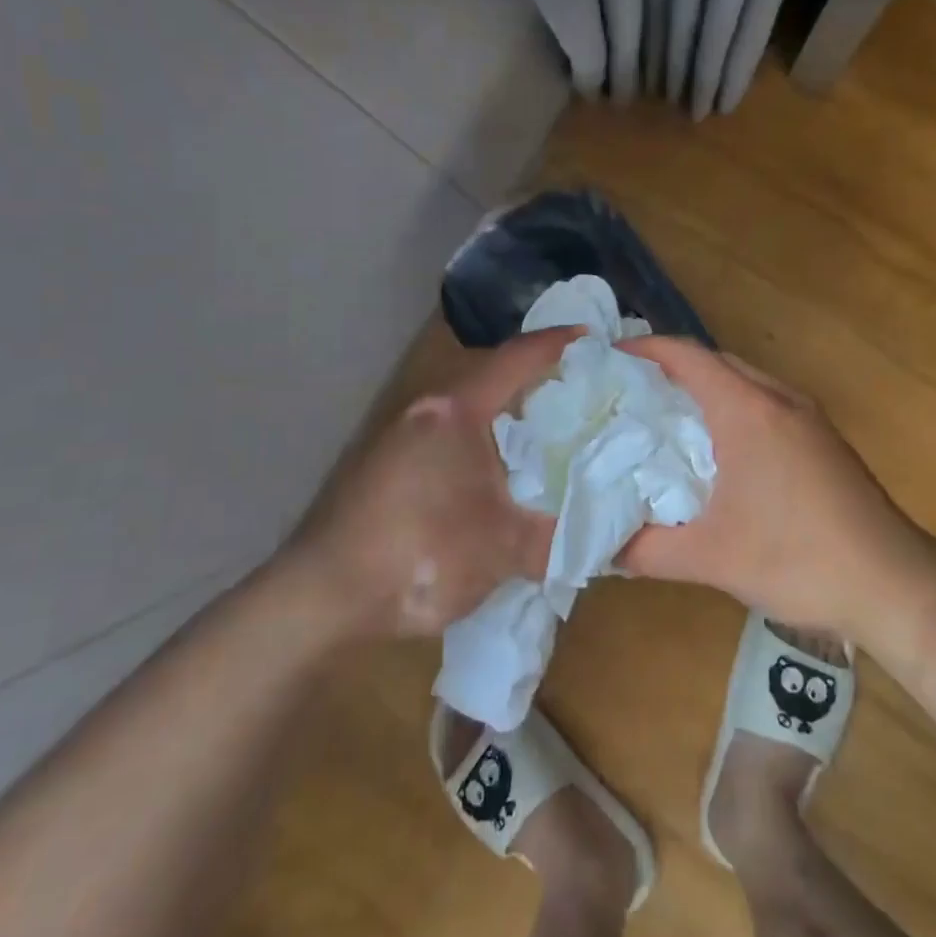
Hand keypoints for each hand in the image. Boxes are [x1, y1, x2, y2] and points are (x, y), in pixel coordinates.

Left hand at [284, 328, 578, 638]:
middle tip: (588, 395)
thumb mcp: (501, 549)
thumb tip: (614, 540)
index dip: (558, 345)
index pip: (517, 359)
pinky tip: (504, 476)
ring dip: (512, 417)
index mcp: (457, 411)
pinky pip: (454, 436)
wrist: (321, 597)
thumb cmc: (418, 554)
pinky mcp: (390, 465)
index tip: (595, 339)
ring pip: (473, 411)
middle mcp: (429, 411)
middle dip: (541, 383)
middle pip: (496, 379)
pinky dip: (487, 442)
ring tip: (555, 436)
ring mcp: (403, 437)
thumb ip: (561, 538)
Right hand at [615, 337, 930, 641]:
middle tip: (629, 391)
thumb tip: (603, 547)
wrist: (893, 582)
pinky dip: (732, 406)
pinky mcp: (823, 438)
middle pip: (715, 361)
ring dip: (705, 387)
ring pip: (744, 380)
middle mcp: (778, 399)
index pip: (687, 356)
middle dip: (670, 367)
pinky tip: (719, 448)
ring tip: (665, 416)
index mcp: (748, 411)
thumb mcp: (711, 559)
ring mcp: (807, 416)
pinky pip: (765, 402)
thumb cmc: (798, 559)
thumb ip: (647, 551)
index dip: (645, 348)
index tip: (610, 357)